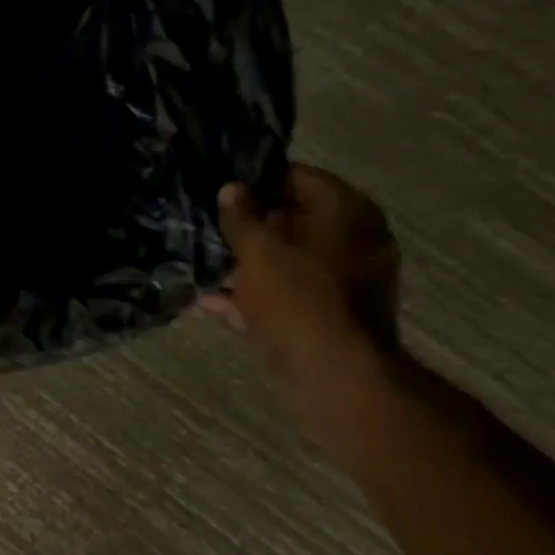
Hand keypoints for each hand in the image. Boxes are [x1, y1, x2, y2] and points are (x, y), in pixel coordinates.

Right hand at [210, 165, 400, 438]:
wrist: (335, 378)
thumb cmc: (299, 302)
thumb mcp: (260, 252)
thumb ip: (242, 218)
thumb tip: (231, 188)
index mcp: (346, 213)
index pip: (298, 177)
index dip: (257, 180)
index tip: (219, 188)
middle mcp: (352, 241)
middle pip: (292, 220)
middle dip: (249, 224)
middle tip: (205, 225)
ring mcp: (341, 282)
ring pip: (286, 261)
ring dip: (247, 263)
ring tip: (202, 262)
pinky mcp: (326, 316)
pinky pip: (285, 295)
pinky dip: (254, 296)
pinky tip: (211, 301)